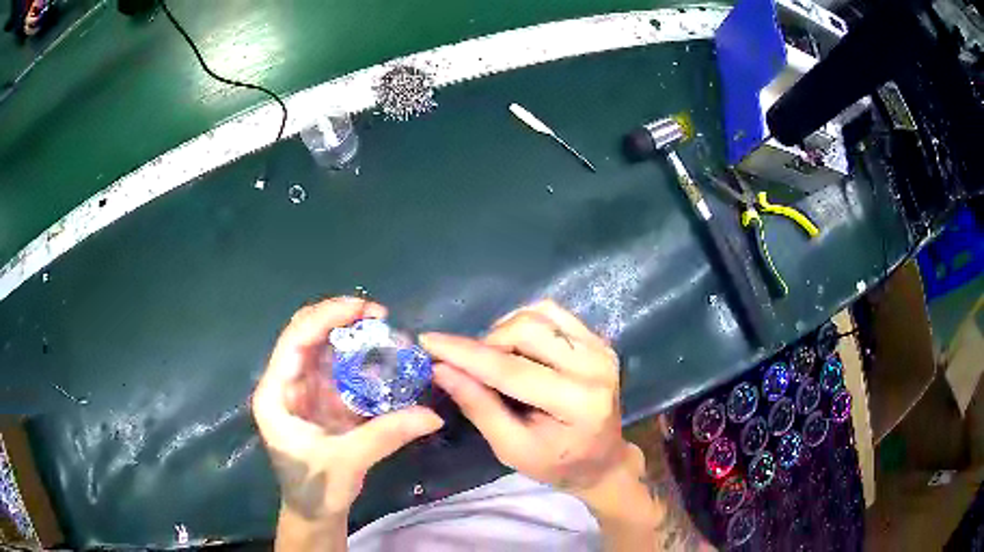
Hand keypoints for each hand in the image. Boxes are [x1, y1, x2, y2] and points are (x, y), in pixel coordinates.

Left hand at [252, 297, 443, 520]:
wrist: (314, 513)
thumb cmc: (315, 488)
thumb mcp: (348, 461)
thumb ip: (387, 434)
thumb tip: (433, 415)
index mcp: (276, 394)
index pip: (295, 340)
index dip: (326, 318)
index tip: (362, 307)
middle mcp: (285, 383)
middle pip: (307, 335)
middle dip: (339, 320)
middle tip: (377, 315)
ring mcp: (303, 390)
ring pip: (323, 349)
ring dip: (351, 337)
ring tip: (384, 331)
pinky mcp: (320, 400)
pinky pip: (338, 370)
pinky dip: (359, 360)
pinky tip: (381, 359)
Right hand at [420, 300, 635, 500]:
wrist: (603, 460)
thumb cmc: (556, 464)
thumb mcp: (511, 448)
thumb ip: (479, 407)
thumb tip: (441, 369)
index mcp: (577, 403)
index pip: (512, 370)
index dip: (465, 354)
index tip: (428, 341)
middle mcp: (595, 367)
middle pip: (526, 330)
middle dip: (487, 344)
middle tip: (469, 367)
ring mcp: (600, 349)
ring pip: (538, 315)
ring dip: (505, 332)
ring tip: (495, 360)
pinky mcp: (598, 340)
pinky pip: (553, 313)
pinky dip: (525, 324)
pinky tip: (517, 348)